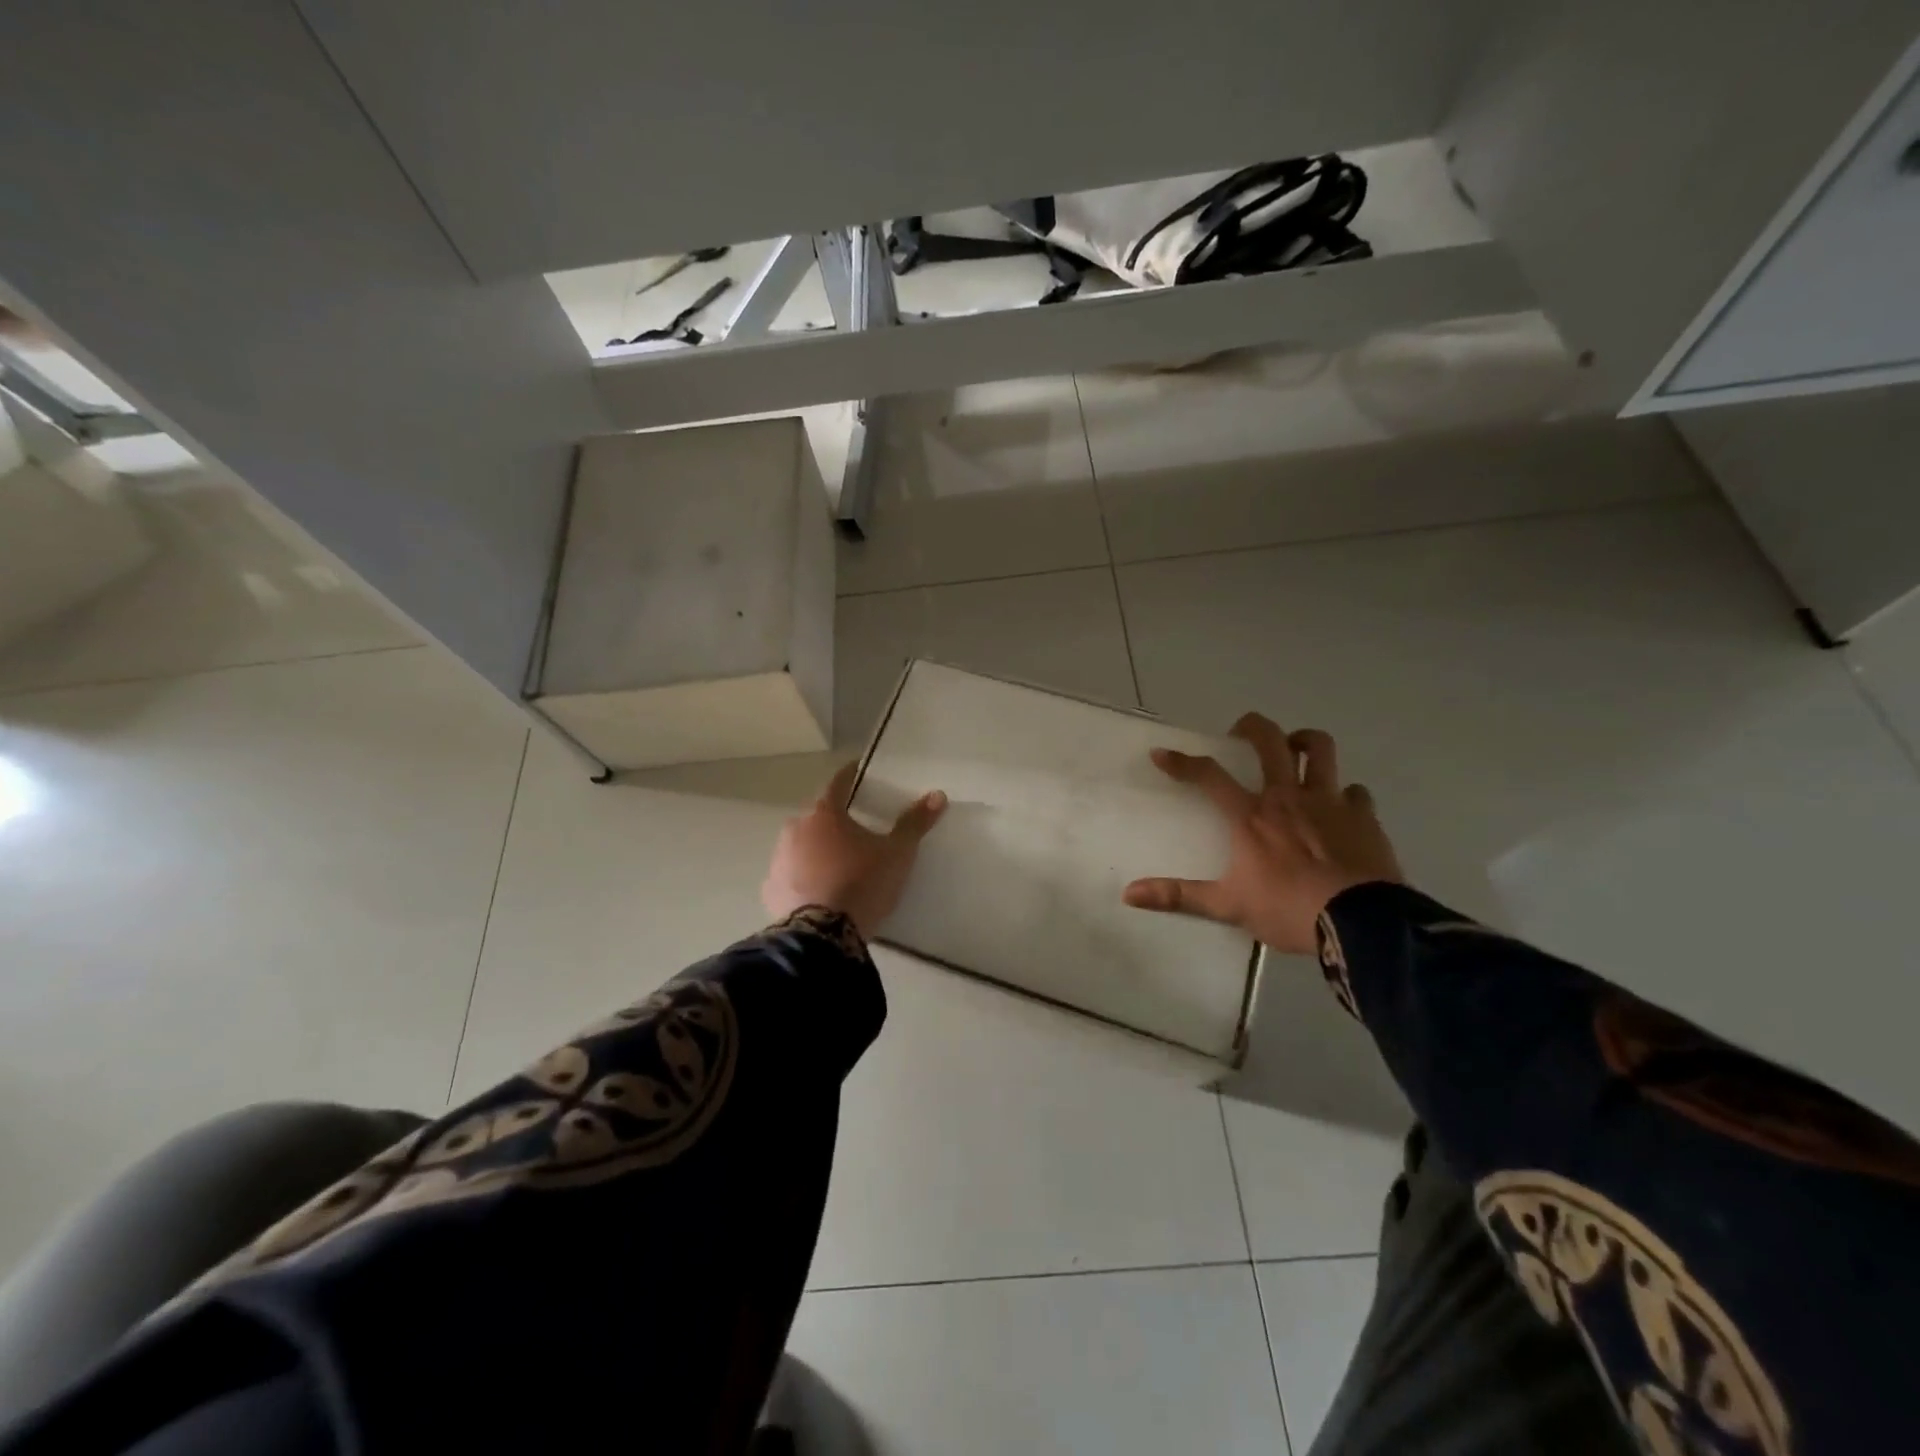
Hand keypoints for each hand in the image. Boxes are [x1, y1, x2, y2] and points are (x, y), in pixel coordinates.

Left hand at [762, 762, 947, 937]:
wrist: (823, 936)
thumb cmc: (862, 884)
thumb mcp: (897, 854)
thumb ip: (914, 824)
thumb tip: (937, 795)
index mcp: (824, 813)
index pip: (838, 783)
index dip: (851, 776)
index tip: (859, 772)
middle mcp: (795, 829)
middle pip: (818, 816)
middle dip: (835, 820)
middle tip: (857, 831)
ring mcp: (779, 860)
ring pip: (801, 846)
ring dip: (817, 850)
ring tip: (839, 866)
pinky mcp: (771, 890)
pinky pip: (791, 876)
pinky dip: (803, 878)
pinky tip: (819, 892)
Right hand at [1123, 714, 1402, 953]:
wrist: (1360, 923)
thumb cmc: (1287, 909)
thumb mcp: (1228, 906)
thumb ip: (1179, 896)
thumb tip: (1129, 894)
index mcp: (1251, 816)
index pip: (1208, 776)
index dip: (1182, 762)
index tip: (1161, 754)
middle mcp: (1287, 797)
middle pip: (1270, 741)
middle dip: (1251, 727)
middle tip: (1240, 733)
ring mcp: (1329, 802)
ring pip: (1319, 749)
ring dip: (1304, 742)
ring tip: (1294, 749)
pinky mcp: (1363, 815)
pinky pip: (1354, 790)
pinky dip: (1344, 793)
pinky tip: (1339, 807)